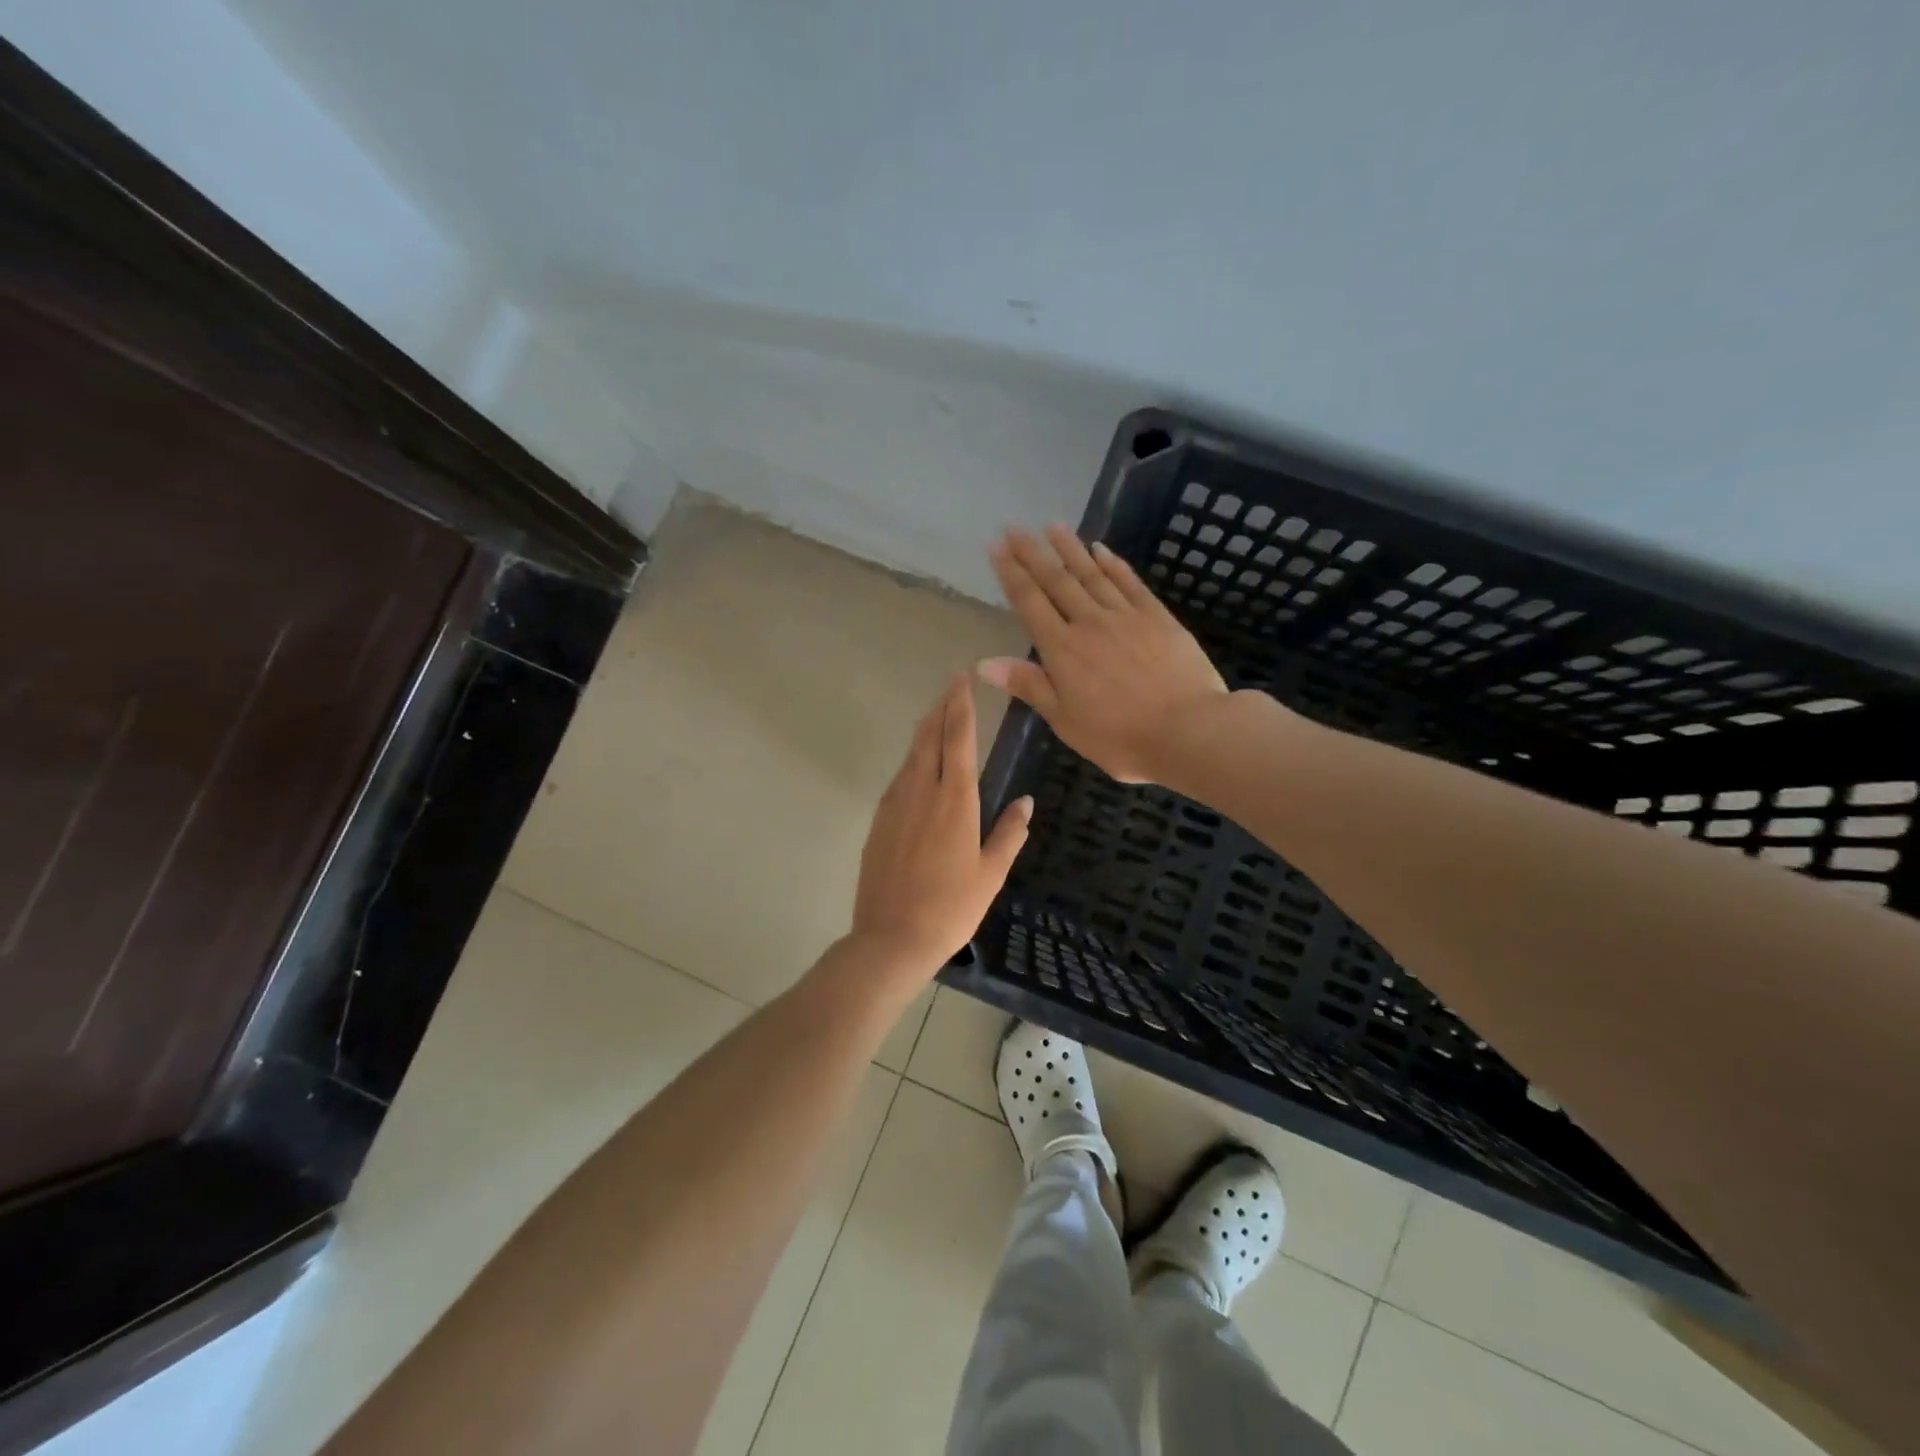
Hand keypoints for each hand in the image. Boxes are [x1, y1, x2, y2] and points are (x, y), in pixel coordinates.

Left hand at [849, 674, 1032, 978]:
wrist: (891, 938)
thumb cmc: (951, 908)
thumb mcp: (990, 874)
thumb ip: (1009, 833)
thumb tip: (1025, 801)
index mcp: (955, 801)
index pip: (958, 739)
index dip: (961, 706)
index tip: (962, 680)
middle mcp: (922, 792)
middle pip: (930, 737)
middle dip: (941, 709)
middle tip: (951, 687)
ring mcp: (895, 805)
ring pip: (911, 755)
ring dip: (925, 731)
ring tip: (936, 716)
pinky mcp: (879, 821)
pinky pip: (899, 778)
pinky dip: (911, 760)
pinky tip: (918, 765)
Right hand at [979, 524, 1229, 783]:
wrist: (1188, 730)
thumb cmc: (1120, 737)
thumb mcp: (1065, 720)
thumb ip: (1028, 685)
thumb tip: (983, 663)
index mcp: (1062, 650)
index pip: (1029, 603)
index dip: (1010, 573)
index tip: (995, 547)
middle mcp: (1089, 623)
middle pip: (1056, 580)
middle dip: (1032, 553)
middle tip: (1014, 527)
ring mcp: (1126, 616)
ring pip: (1091, 573)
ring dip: (1070, 548)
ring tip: (1052, 525)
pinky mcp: (1157, 617)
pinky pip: (1129, 582)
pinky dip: (1112, 564)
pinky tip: (1101, 549)